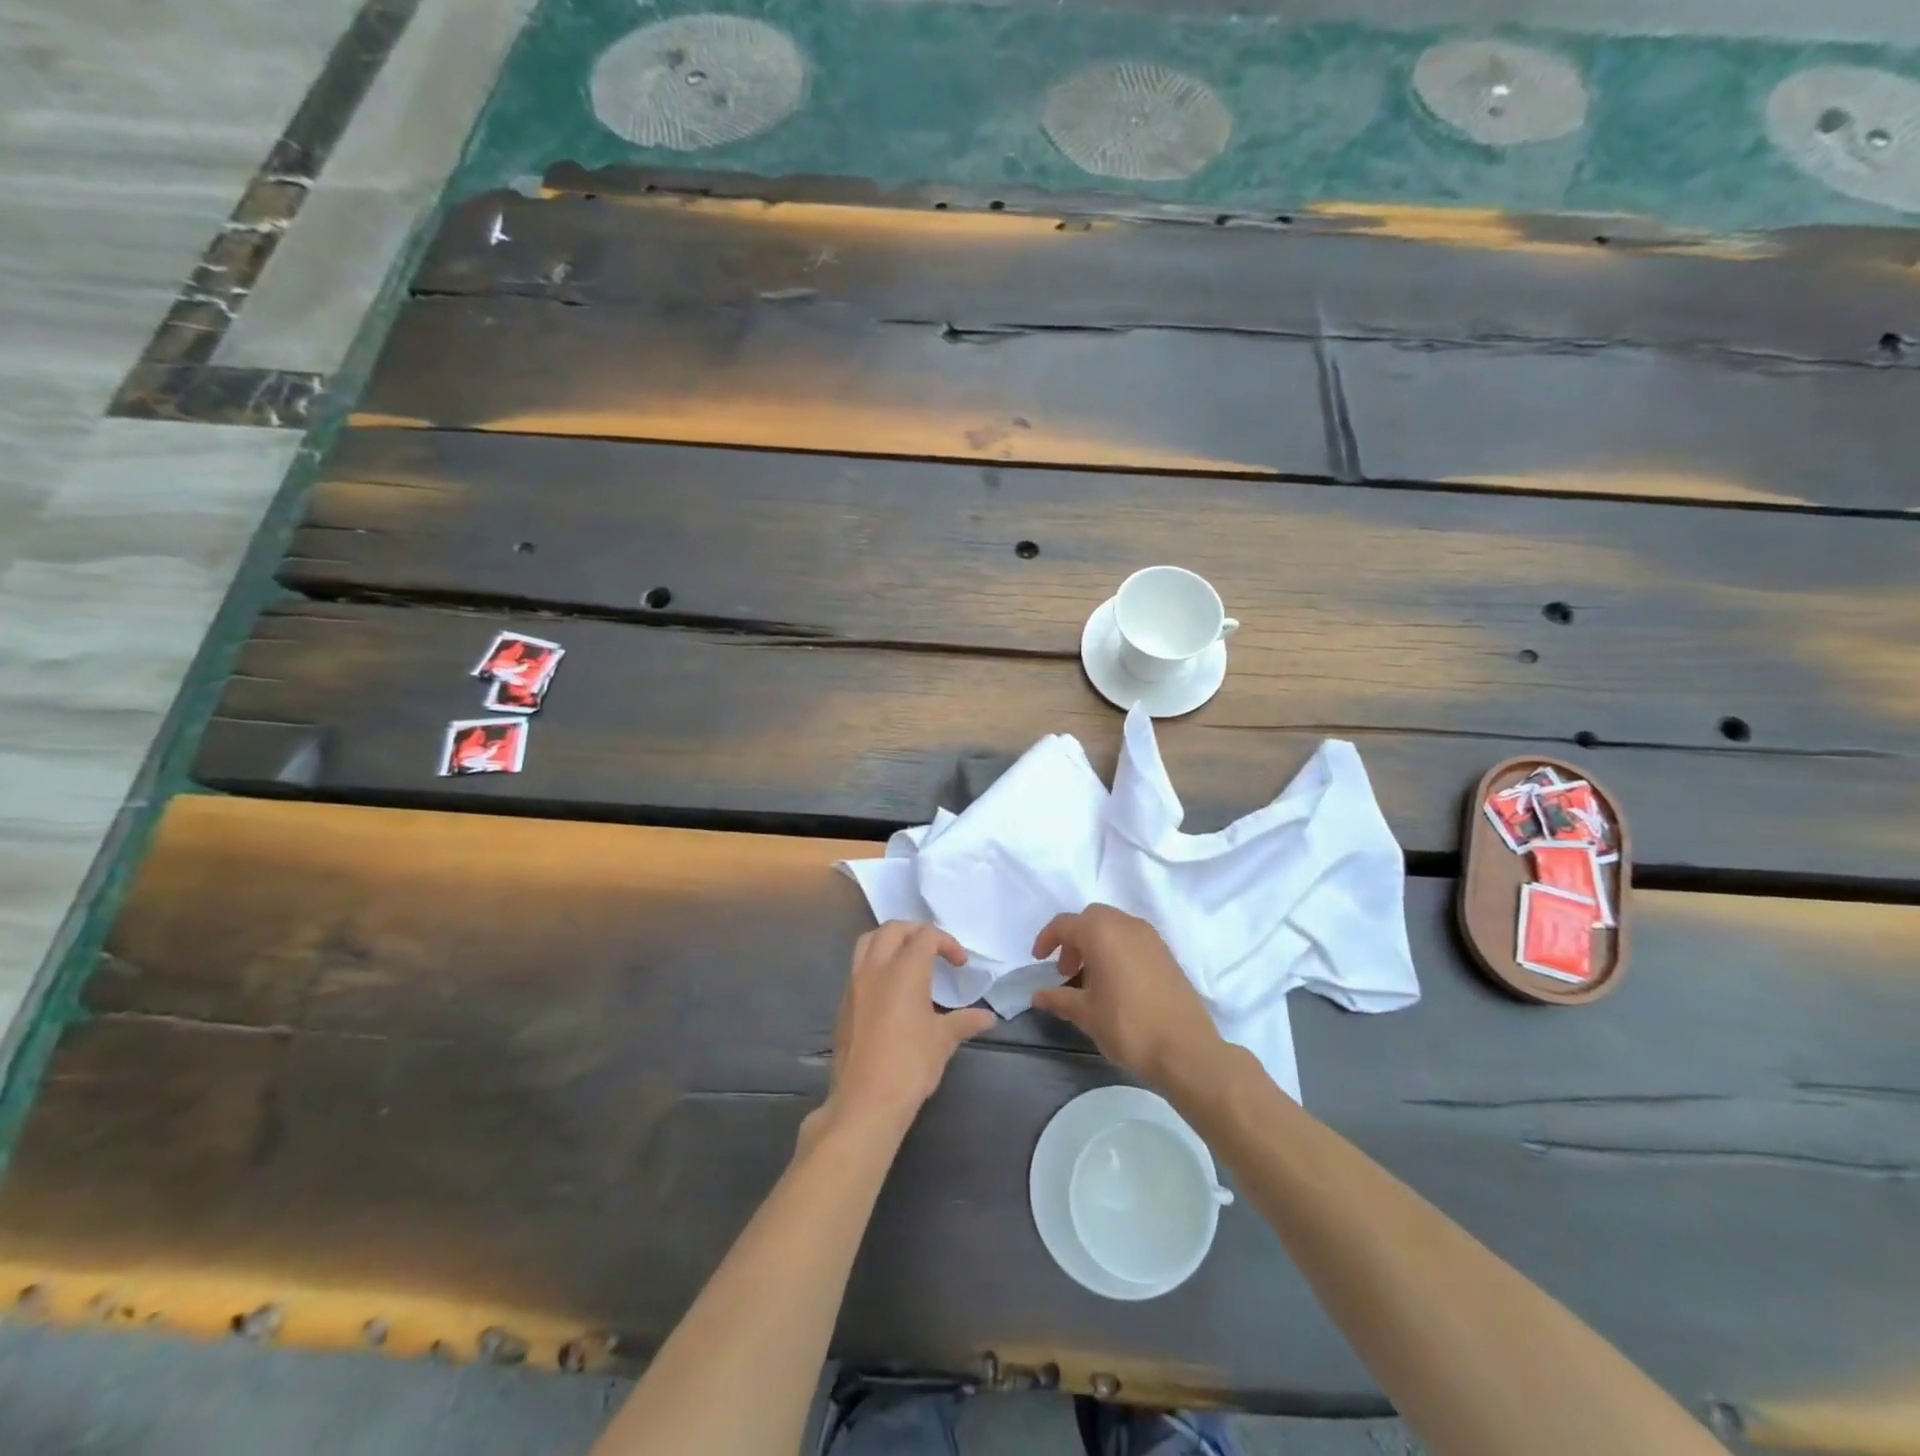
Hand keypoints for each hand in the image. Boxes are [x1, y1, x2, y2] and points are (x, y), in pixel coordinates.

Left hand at [819, 922, 994, 1131]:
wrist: (865, 1101)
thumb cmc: (910, 1065)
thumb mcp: (943, 1040)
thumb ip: (965, 1021)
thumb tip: (988, 1017)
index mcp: (904, 970)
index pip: (925, 937)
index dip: (946, 943)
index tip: (960, 963)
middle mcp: (876, 969)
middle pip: (893, 929)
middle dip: (916, 931)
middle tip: (934, 949)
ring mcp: (854, 985)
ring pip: (868, 942)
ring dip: (890, 940)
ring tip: (907, 958)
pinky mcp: (843, 1004)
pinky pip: (857, 967)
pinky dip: (874, 963)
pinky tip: (888, 988)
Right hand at [1031, 905, 1222, 1087]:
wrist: (1186, 1049)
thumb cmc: (1128, 1026)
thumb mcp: (1086, 1014)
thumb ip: (1059, 999)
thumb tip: (1038, 995)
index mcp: (1102, 932)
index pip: (1065, 924)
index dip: (1047, 939)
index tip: (1039, 961)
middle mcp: (1126, 925)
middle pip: (1091, 918)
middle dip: (1073, 939)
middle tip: (1066, 971)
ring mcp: (1151, 937)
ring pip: (1114, 926)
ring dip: (1096, 943)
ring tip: (1090, 979)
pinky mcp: (1166, 953)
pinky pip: (1133, 939)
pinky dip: (1117, 950)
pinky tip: (1116, 983)